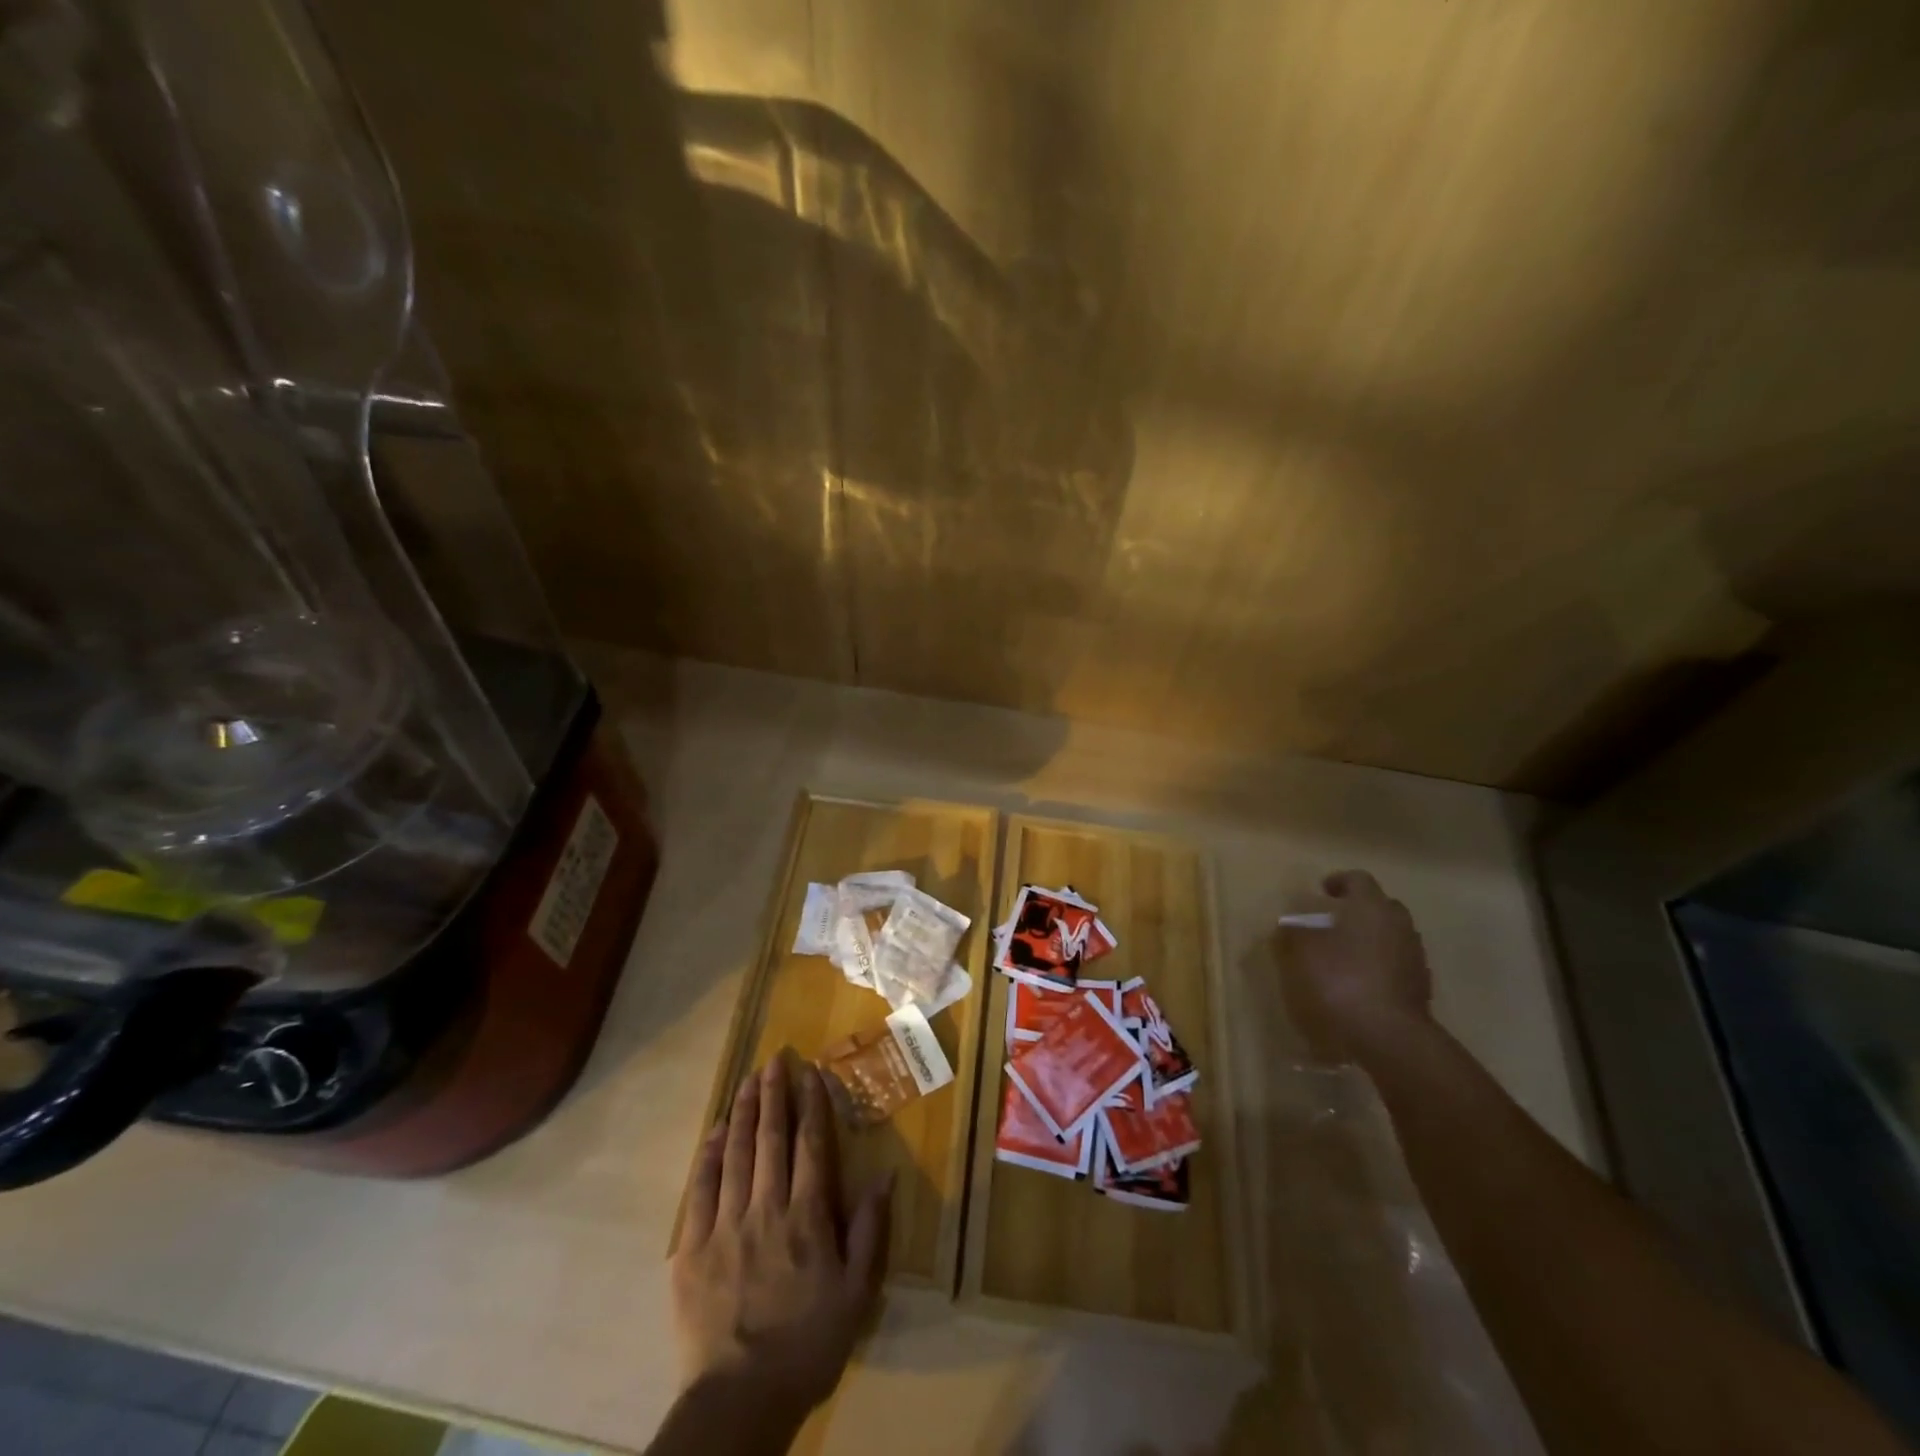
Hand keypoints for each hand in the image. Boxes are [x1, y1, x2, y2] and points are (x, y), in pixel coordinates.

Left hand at [671, 1059, 891, 1420]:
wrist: (739, 1402)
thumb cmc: (807, 1345)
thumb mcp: (855, 1293)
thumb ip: (868, 1229)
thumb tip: (884, 1174)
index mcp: (806, 1217)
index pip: (810, 1145)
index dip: (811, 1104)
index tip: (810, 1072)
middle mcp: (766, 1209)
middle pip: (771, 1139)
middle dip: (774, 1095)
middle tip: (774, 1060)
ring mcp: (724, 1226)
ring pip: (736, 1155)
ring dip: (744, 1113)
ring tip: (748, 1081)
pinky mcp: (691, 1249)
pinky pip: (700, 1189)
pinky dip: (709, 1155)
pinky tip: (716, 1132)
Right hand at [1279, 870, 1432, 1061]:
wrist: (1389, 1036)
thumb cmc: (1341, 980)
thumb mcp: (1302, 953)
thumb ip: (1293, 934)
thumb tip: (1289, 926)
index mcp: (1371, 907)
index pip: (1358, 879)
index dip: (1338, 882)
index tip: (1322, 891)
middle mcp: (1399, 925)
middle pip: (1381, 906)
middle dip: (1359, 910)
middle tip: (1334, 922)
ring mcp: (1414, 957)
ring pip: (1391, 936)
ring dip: (1370, 939)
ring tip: (1344, 955)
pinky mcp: (1420, 988)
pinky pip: (1396, 965)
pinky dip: (1379, 966)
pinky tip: (1360, 983)